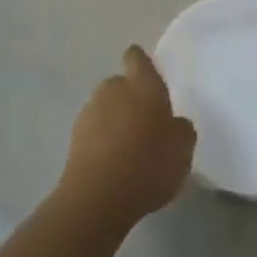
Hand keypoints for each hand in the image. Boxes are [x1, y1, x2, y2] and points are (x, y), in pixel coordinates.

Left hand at [58, 46, 196, 229]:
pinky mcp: (73, 139)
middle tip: (146, 124)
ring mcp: (89, 113)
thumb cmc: (148, 163)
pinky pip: (93, 133)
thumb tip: (174, 123)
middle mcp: (113, 89)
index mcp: (142, 84)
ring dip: (115, 121)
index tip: (149, 76)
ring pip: (105, 109)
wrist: (98, 198)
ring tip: (129, 150)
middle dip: (130, 98)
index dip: (141, 63)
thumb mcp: (183, 148)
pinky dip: (102, 143)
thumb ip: (181, 128)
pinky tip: (113, 166)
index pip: (137, 58)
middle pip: (120, 84)